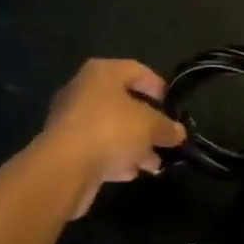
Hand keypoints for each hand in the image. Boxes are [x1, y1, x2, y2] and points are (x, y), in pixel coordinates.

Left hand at [40, 58, 186, 216]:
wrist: (64, 167)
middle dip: (147, 122)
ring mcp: (72, 119)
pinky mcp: (66, 148)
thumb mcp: (149, 126)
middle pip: (122, 101)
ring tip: (154, 163)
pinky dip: (115, 158)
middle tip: (165, 138)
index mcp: (102, 72)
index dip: (156, 85)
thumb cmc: (110, 130)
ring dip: (133, 144)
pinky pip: (97, 147)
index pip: (136, 70)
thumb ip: (166, 127)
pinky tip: (130, 173)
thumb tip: (178, 132)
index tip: (172, 104)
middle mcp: (84, 89)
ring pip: (111, 128)